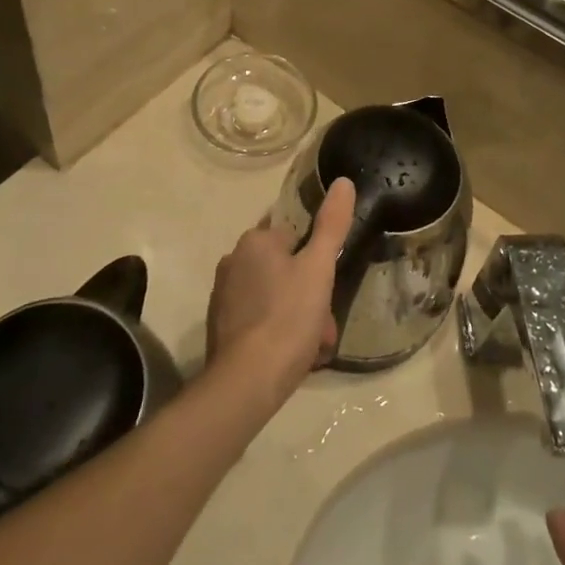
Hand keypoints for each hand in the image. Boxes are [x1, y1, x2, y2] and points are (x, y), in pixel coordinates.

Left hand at [205, 177, 352, 404]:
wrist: (246, 382)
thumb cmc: (287, 318)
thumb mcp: (319, 269)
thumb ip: (332, 225)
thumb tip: (344, 181)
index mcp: (254, 241)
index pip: (294, 237)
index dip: (316, 261)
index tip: (328, 286)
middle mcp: (233, 261)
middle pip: (286, 269)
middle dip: (309, 295)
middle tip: (324, 324)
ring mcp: (224, 296)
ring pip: (275, 297)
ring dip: (298, 316)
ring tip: (314, 345)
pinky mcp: (221, 327)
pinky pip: (259, 320)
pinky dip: (278, 332)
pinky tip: (292, 356)